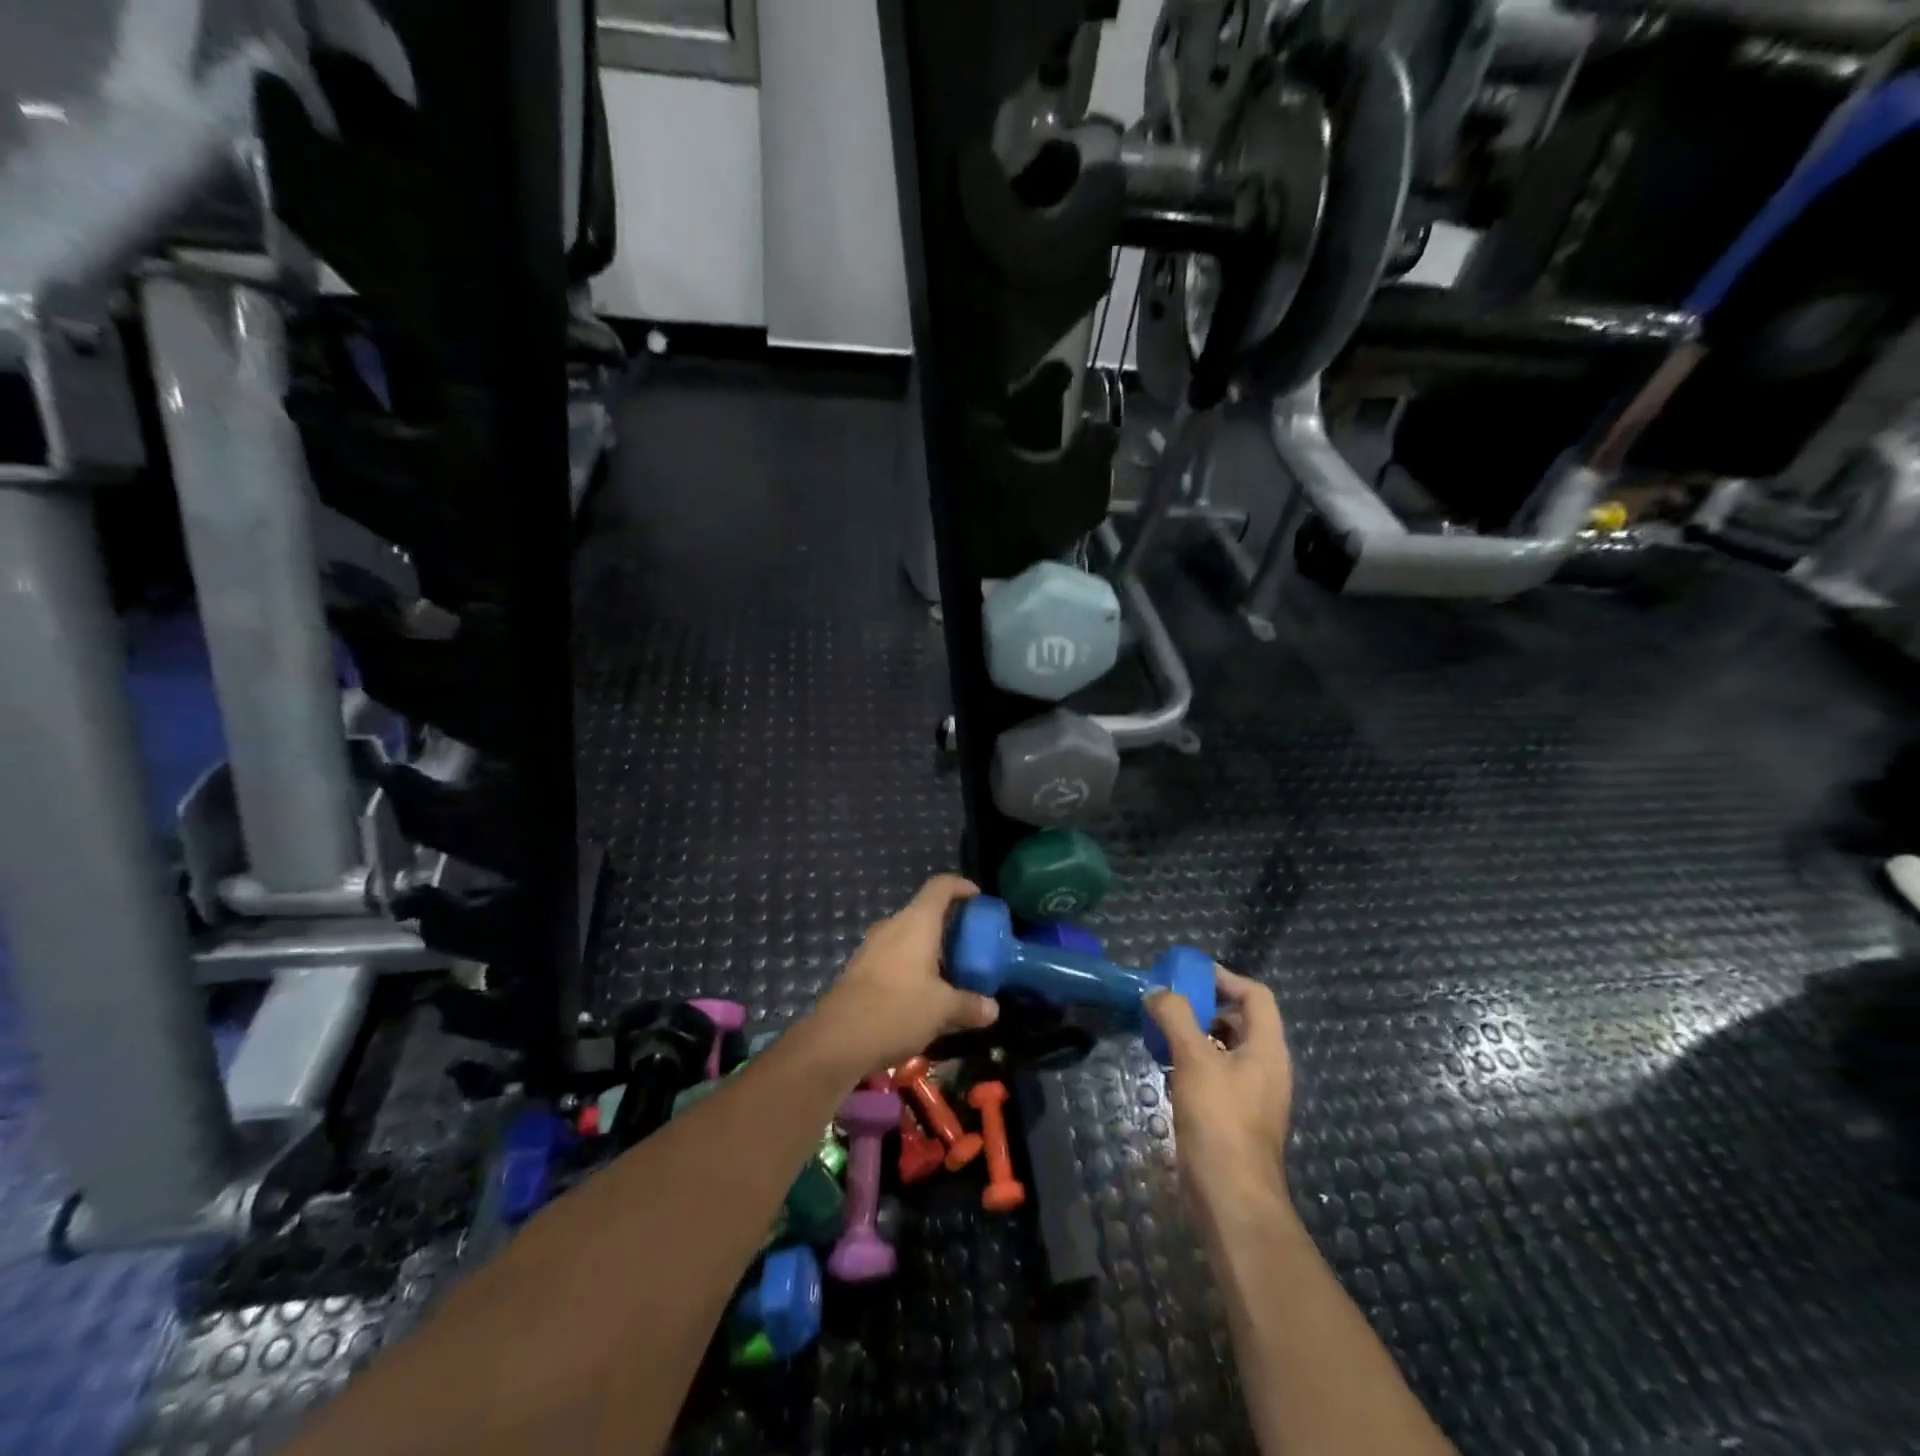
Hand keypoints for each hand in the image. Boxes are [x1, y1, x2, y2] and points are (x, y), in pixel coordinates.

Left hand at [812, 875, 999, 1077]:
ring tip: (950, 972)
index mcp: (916, 922)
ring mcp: (872, 946)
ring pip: (908, 936)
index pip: (941, 886)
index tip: (979, 899)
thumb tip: (993, 1009)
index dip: (961, 886)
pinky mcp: (860, 968)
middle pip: (925, 911)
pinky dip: (912, 965)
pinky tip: (922, 993)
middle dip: (949, 925)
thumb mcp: (943, 1009)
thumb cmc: (897, 1009)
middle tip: (970, 945)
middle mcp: (893, 925)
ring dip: (929, 948)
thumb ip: (970, 1005)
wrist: (837, 1038)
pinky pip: (894, 955)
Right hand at [1146, 966, 1293, 1239]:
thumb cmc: (1219, 1120)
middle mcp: (1265, 1068)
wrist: (1230, 1197)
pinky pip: (1215, 1075)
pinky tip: (1165, 1068)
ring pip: (1224, 1048)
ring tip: (1160, 1031)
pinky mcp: (1234, 1117)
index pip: (1255, 995)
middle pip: (1240, 1020)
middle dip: (1204, 1005)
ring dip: (1194, 1034)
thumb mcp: (1194, 1059)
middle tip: (1168, 1000)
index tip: (1188, 974)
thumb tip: (1158, 991)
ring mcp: (1252, 1095)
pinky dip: (1192, 1063)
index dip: (1225, 978)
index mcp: (1268, 1049)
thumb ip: (1176, 1017)